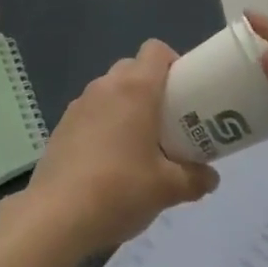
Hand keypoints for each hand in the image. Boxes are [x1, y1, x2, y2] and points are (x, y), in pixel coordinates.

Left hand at [29, 40, 219, 253]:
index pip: (156, 50)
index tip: (184, 92)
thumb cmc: (120, 190)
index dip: (173, 63)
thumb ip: (193, 179)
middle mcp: (106, 86)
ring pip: (110, 90)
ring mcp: (79, 104)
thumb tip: (211, 178)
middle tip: (166, 121)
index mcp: (136, 88)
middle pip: (133, 68)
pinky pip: (91, 111)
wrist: (57, 216)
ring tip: (137, 144)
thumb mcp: (167, 189)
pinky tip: (108, 160)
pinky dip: (103, 123)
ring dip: (125, 105)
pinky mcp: (62, 125)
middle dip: (151, 87)